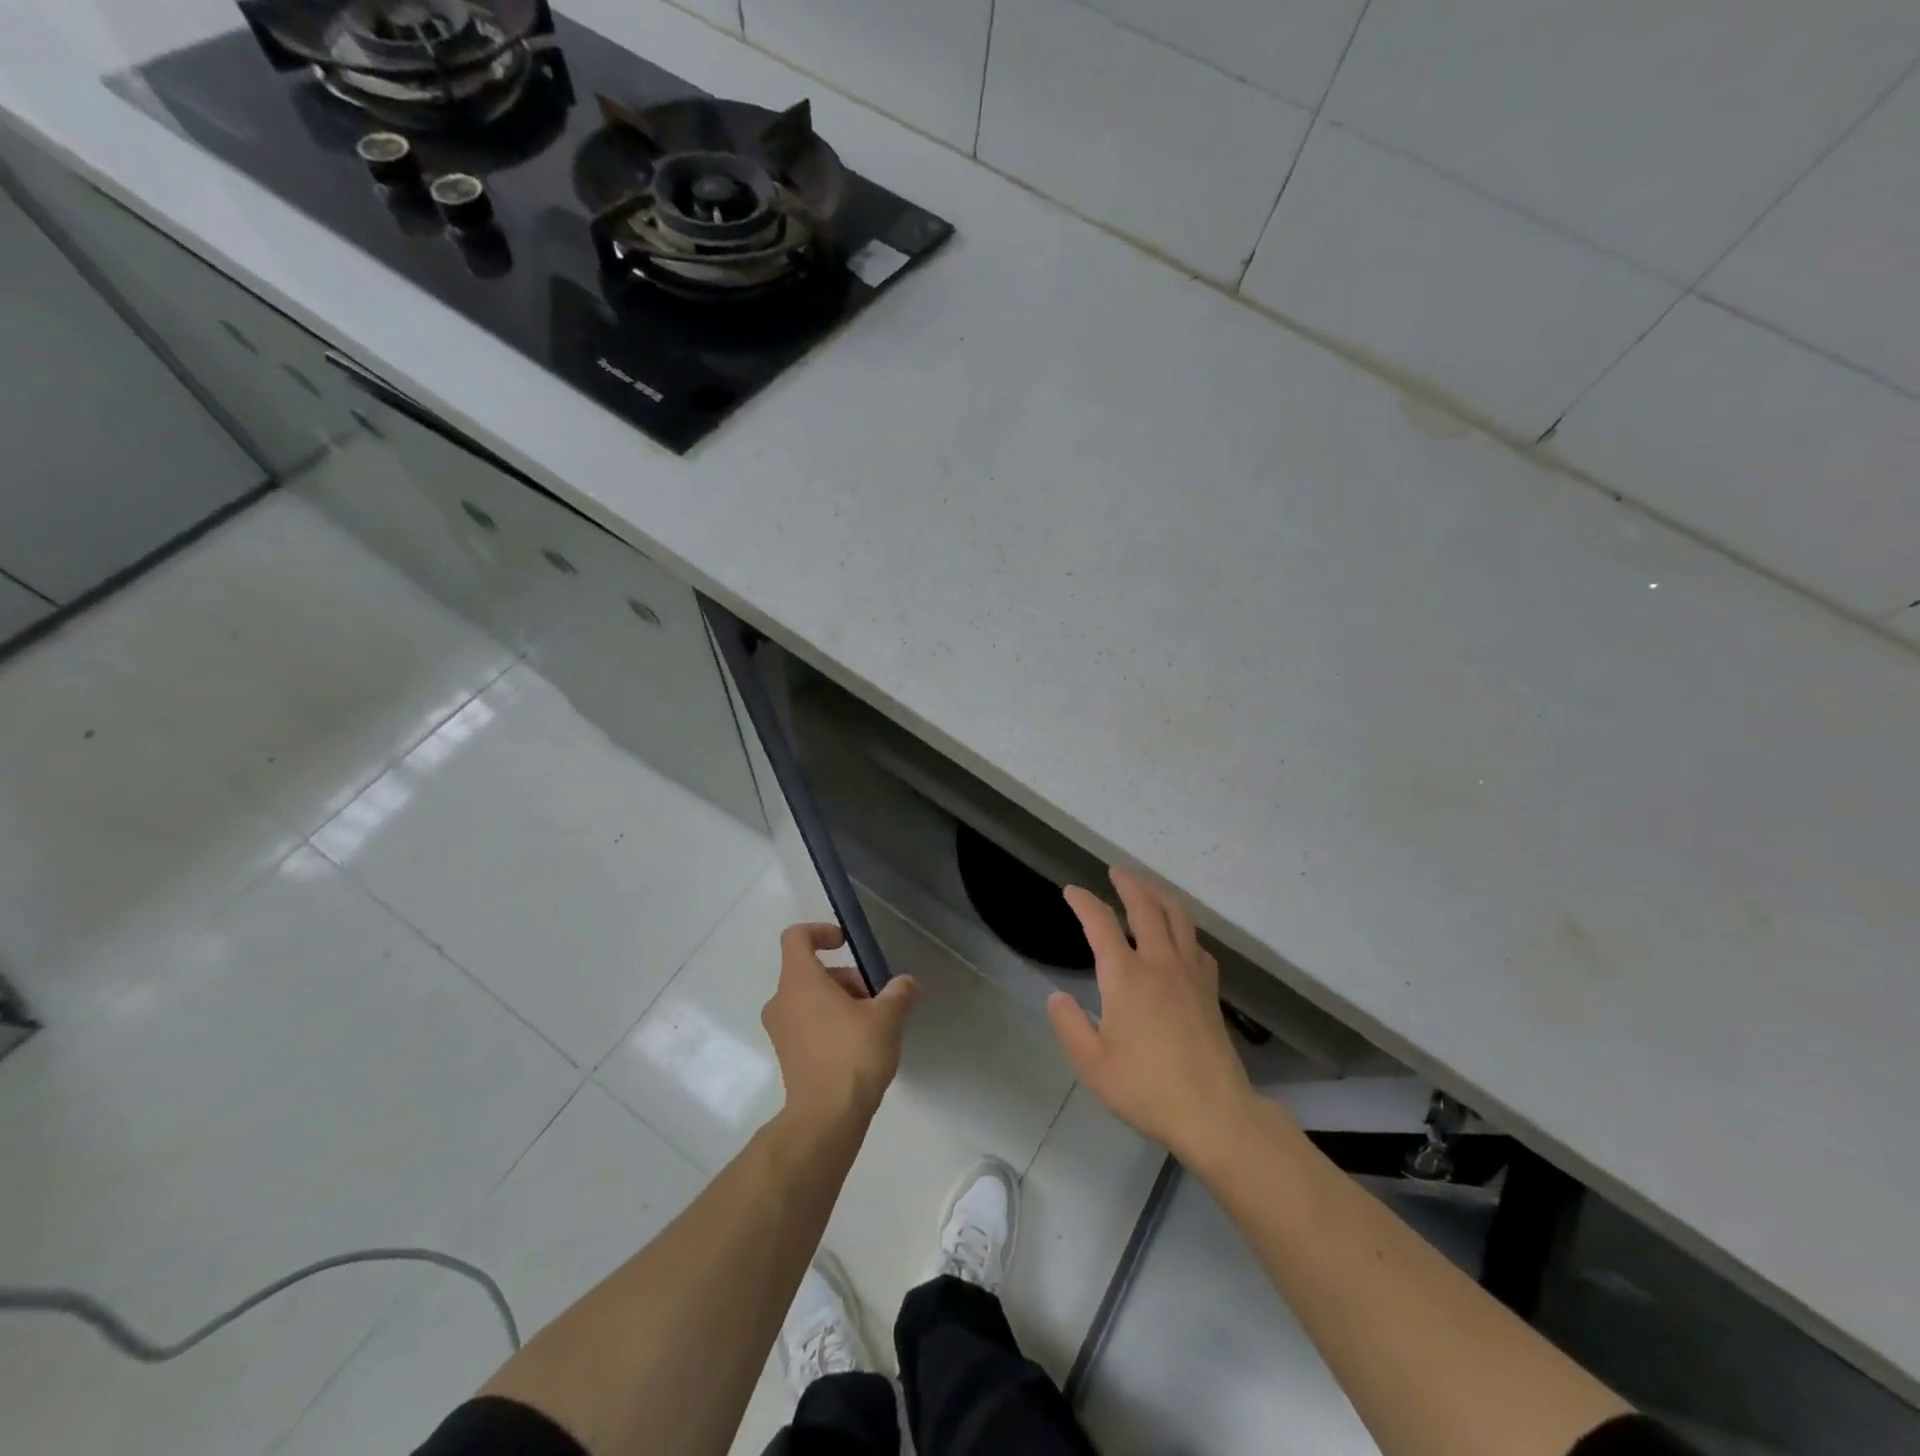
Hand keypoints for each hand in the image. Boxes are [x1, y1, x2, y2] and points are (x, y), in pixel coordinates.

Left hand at [763, 923, 917, 1127]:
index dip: (820, 931)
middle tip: (875, 998)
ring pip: (810, 999)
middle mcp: (782, 1001)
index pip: (796, 937)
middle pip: (810, 971)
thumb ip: (898, 993)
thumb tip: (907, 984)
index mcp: (800, 981)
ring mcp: (781, 1031)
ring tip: (873, 1024)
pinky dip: (830, 1023)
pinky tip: (859, 1045)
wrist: (825, 1118)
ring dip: (841, 1001)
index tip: (846, 943)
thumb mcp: (887, 1017)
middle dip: (846, 978)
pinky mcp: (787, 1055)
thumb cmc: (853, 1054)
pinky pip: (808, 1024)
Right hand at [1048, 868, 1261, 1166]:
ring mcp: (1190, 974)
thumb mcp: (1092, 1064)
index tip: (1072, 891)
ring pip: (1177, 917)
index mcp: (1127, 976)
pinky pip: (1196, 944)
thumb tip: (1057, 997)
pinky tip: (1179, 936)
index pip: (1101, 924)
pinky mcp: (1210, 990)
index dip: (1084, 902)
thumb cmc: (1146, 1088)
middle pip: (1146, 907)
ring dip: (1159, 895)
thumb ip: (1069, 1025)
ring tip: (1147, 887)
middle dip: (1129, 883)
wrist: (1214, 1112)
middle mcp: (1160, 963)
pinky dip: (1183, 928)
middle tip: (1116, 870)